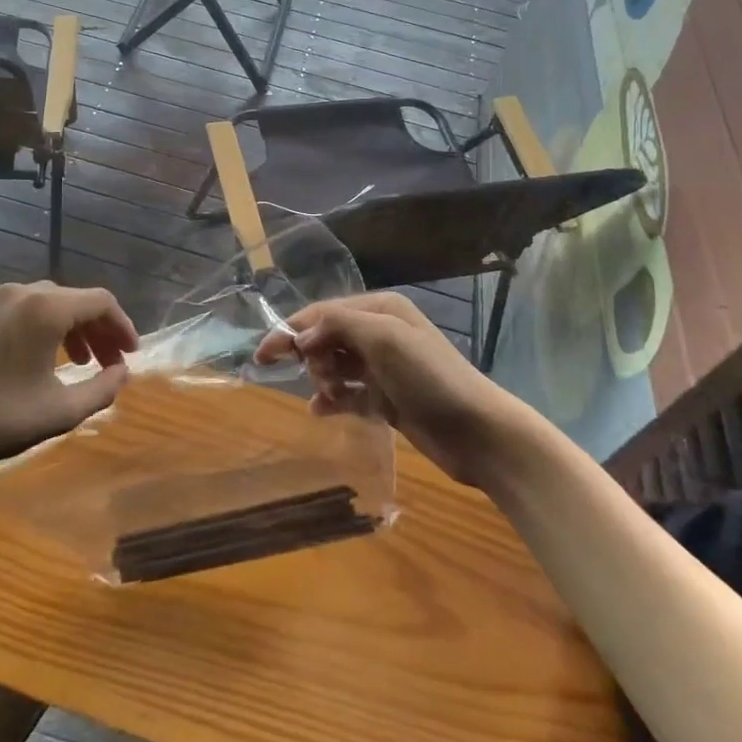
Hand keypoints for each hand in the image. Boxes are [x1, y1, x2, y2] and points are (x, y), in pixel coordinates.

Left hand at [0, 282, 137, 476]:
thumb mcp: (61, 411)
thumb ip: (103, 389)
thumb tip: (122, 372)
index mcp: (47, 308)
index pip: (101, 302)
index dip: (123, 326)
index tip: (131, 354)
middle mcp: (23, 292)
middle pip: (75, 300)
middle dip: (99, 330)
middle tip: (110, 363)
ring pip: (49, 303)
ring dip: (73, 328)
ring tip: (80, 362)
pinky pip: (24, 309)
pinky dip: (45, 327)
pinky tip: (43, 358)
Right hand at [254, 293, 523, 486]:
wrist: (478, 431)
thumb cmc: (429, 377)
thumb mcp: (383, 338)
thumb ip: (338, 325)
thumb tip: (301, 335)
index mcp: (380, 310)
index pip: (323, 313)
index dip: (291, 330)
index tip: (263, 355)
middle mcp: (379, 333)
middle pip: (326, 337)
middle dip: (310, 355)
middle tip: (306, 376)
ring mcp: (384, 368)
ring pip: (335, 366)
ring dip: (321, 378)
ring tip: (323, 395)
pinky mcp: (387, 399)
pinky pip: (348, 394)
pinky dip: (332, 399)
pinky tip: (320, 410)